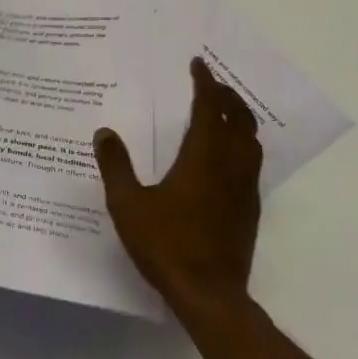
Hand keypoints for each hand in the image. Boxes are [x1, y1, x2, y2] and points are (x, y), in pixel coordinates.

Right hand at [94, 58, 263, 314]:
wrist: (210, 294)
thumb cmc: (167, 245)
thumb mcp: (129, 205)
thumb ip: (116, 166)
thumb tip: (104, 132)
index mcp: (203, 156)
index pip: (209, 107)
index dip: (205, 82)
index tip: (198, 64)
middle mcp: (230, 164)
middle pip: (238, 117)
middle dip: (226, 95)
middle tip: (211, 83)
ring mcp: (245, 187)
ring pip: (250, 139)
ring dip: (239, 117)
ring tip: (224, 111)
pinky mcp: (250, 208)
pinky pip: (252, 162)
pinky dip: (243, 143)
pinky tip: (229, 156)